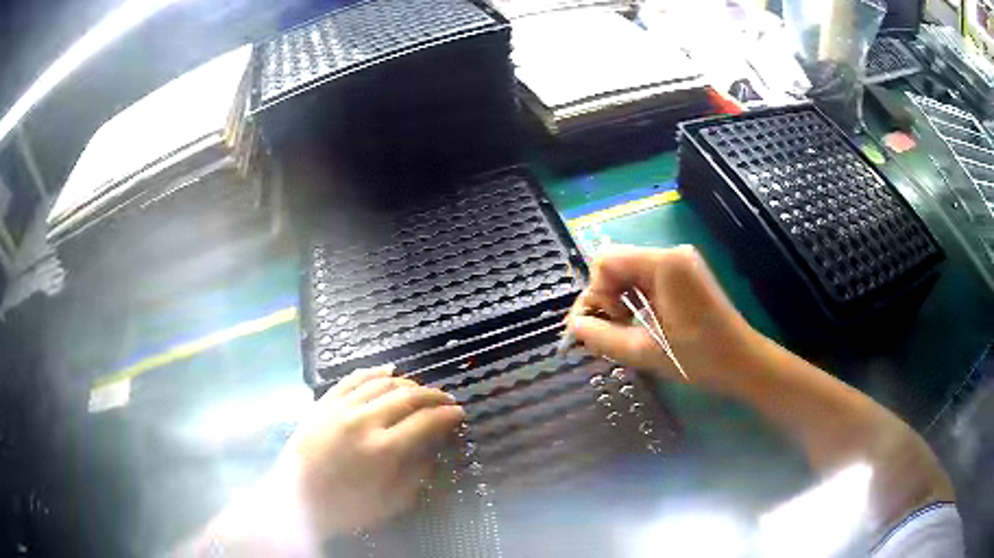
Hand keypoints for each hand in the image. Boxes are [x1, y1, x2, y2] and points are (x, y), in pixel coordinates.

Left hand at [283, 365, 464, 538]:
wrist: (296, 499)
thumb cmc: (346, 507)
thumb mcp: (391, 501)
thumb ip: (417, 472)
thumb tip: (434, 447)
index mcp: (384, 450)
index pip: (426, 422)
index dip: (448, 415)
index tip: (460, 414)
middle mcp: (364, 421)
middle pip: (408, 397)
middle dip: (434, 396)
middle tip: (447, 399)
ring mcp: (341, 408)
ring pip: (382, 383)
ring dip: (409, 383)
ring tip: (422, 389)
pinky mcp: (324, 403)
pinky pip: (353, 378)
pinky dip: (374, 372)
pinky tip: (389, 371)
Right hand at [566, 245, 757, 391]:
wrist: (743, 362)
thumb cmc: (699, 358)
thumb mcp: (644, 352)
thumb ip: (602, 337)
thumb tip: (574, 326)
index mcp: (664, 263)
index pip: (606, 261)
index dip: (597, 294)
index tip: (610, 325)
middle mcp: (671, 254)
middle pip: (616, 265)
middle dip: (607, 299)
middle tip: (615, 332)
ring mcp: (679, 263)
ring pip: (628, 274)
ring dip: (620, 303)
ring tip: (629, 332)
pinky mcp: (683, 275)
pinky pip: (645, 281)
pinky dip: (635, 302)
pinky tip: (642, 325)